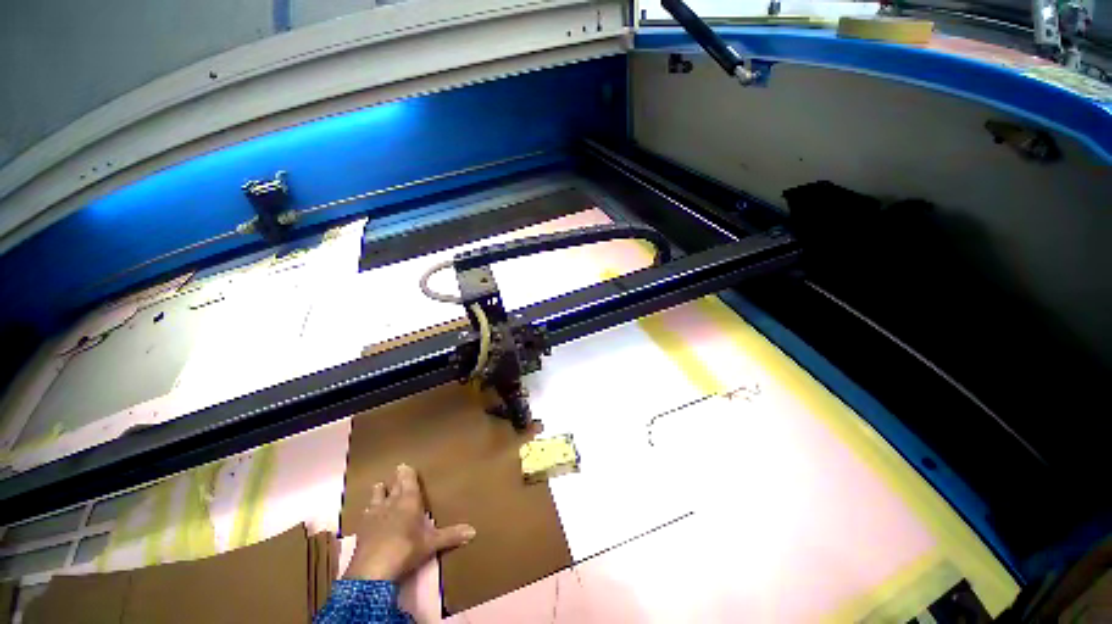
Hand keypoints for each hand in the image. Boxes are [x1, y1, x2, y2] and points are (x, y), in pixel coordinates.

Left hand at [344, 464, 475, 581]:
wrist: (372, 571)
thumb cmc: (407, 549)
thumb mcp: (432, 543)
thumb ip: (451, 536)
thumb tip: (473, 531)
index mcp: (409, 500)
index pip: (408, 481)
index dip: (407, 473)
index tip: (405, 465)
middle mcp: (391, 503)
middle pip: (393, 487)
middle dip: (395, 480)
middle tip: (397, 471)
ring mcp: (373, 516)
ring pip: (376, 498)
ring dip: (378, 492)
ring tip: (379, 486)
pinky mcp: (361, 532)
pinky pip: (365, 515)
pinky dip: (368, 512)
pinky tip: (366, 514)